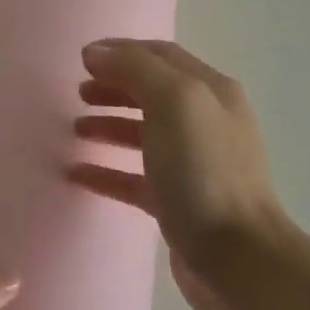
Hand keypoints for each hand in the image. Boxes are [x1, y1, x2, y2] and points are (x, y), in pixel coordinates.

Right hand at [68, 39, 291, 309]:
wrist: (235, 256)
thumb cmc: (204, 172)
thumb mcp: (174, 103)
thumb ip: (135, 69)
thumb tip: (95, 52)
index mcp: (210, 92)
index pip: (161, 56)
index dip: (121, 52)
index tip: (81, 60)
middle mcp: (205, 123)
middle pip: (151, 93)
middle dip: (113, 87)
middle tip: (76, 94)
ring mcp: (192, 165)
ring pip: (143, 135)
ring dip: (108, 126)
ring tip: (74, 129)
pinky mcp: (177, 203)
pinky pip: (134, 178)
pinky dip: (106, 171)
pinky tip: (76, 174)